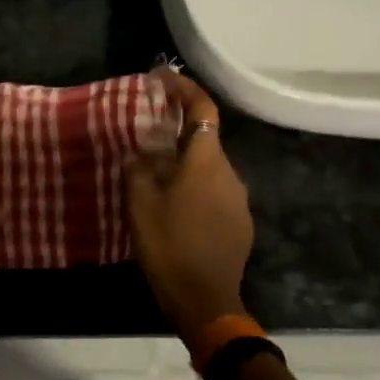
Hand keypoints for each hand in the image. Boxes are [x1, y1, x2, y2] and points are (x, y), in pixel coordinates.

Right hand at [127, 72, 253, 342]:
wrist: (206, 301)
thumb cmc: (169, 247)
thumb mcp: (140, 204)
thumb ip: (140, 168)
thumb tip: (143, 152)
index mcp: (205, 162)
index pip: (202, 109)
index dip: (184, 89)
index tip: (162, 78)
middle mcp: (229, 173)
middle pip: (205, 138)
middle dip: (178, 129)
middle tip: (147, 131)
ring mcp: (238, 200)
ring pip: (209, 167)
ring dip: (185, 162)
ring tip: (156, 173)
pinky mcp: (240, 223)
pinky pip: (215, 191)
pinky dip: (195, 187)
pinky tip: (175, 206)